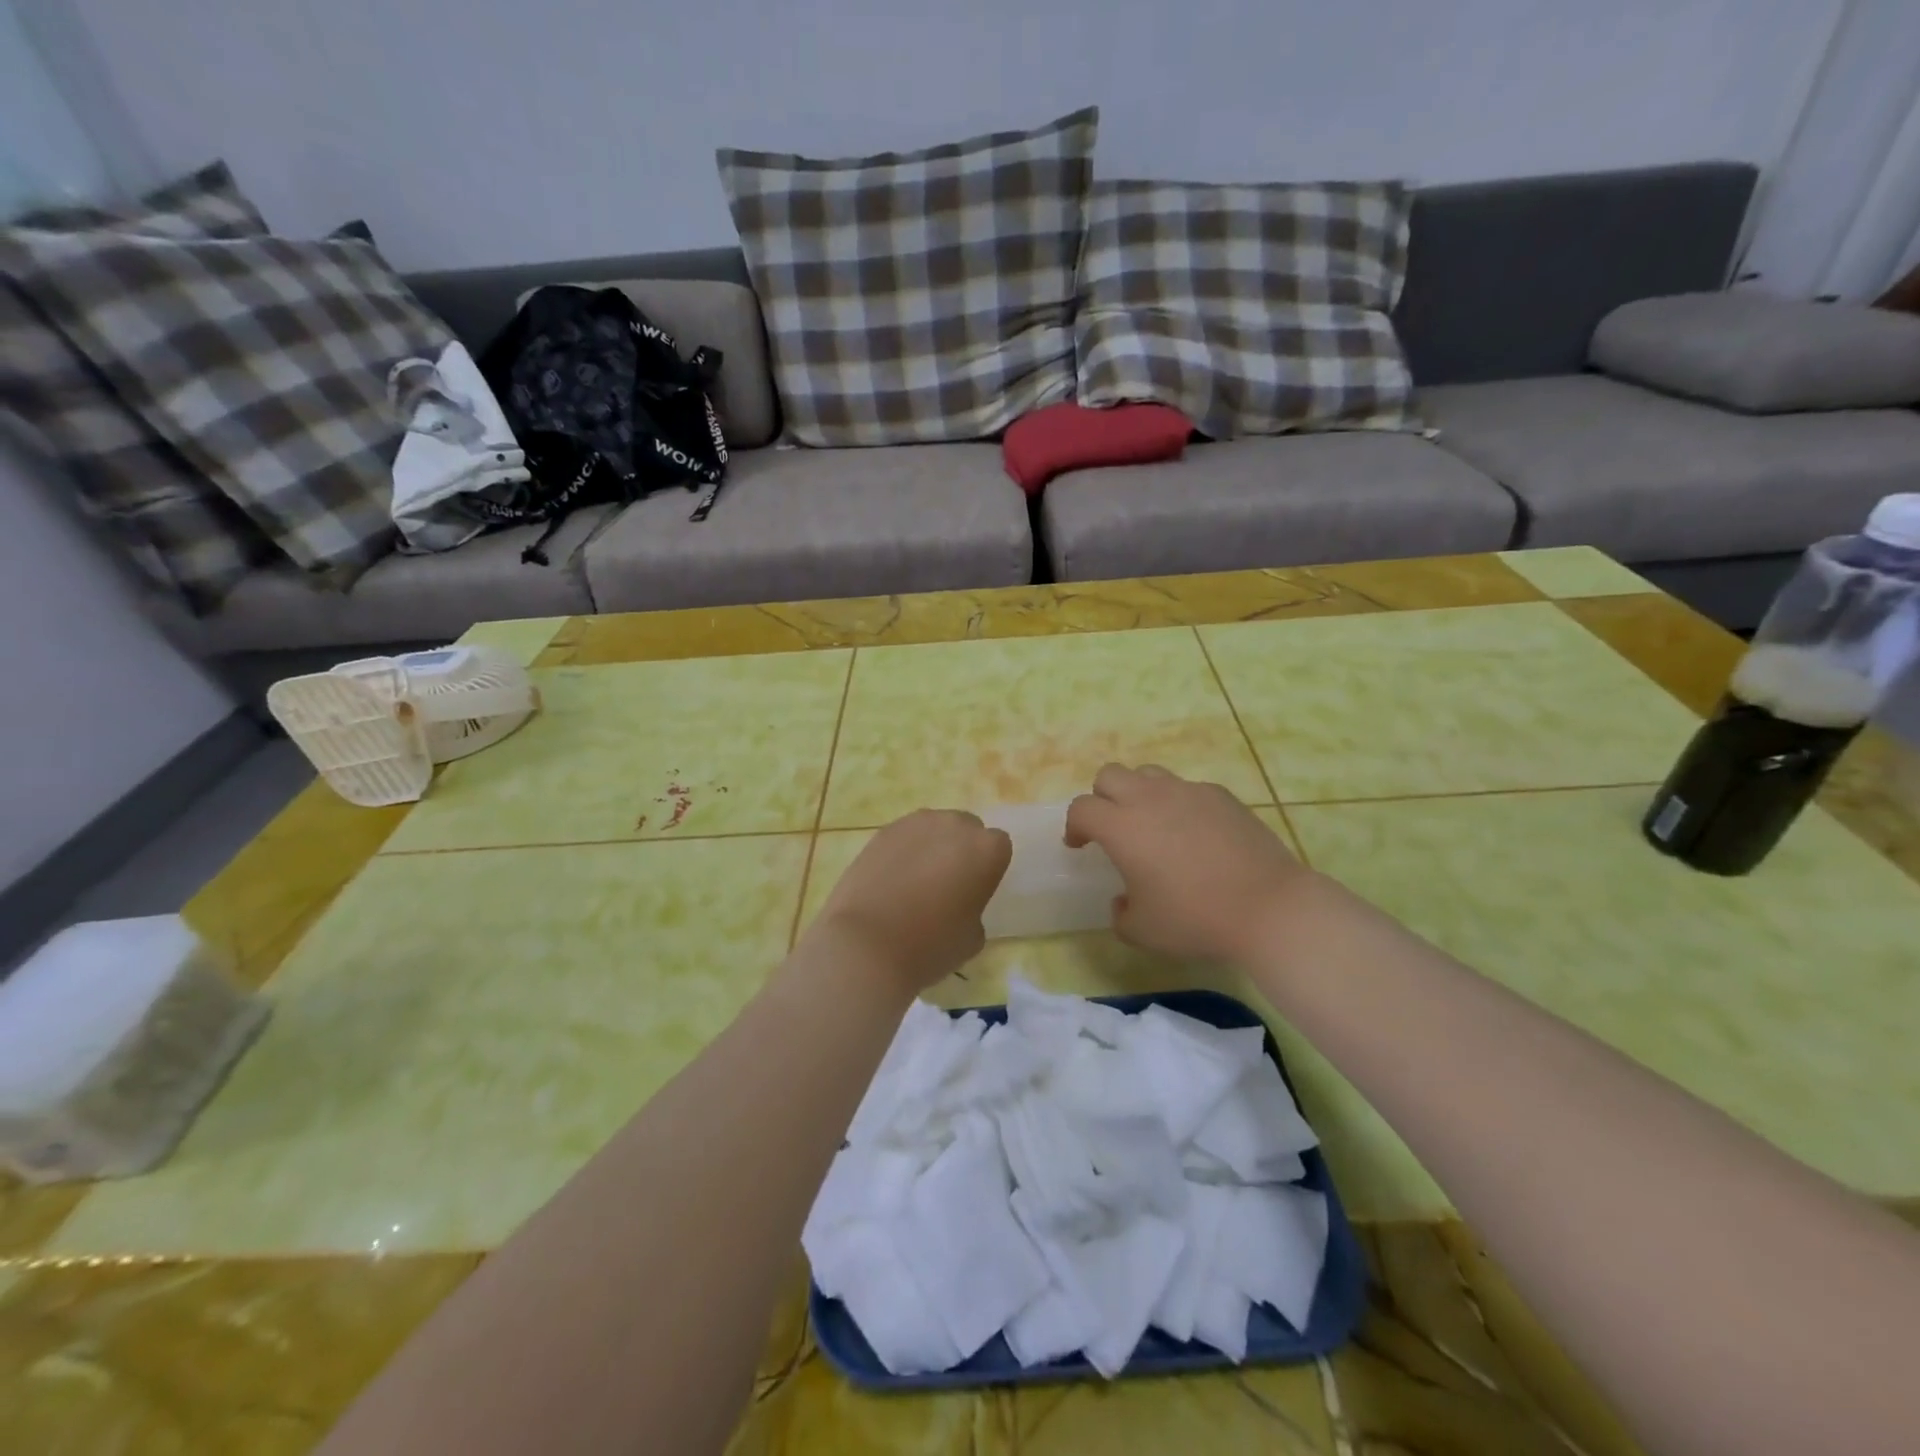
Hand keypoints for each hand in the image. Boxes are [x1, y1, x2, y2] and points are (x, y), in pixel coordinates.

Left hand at [812, 809, 1012, 991]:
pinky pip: (904, 837)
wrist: (866, 945)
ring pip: (934, 828)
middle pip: (966, 828)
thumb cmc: (930, 946)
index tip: (977, 890)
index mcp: (986, 849)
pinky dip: (903, 852)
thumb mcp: (973, 937)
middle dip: (962, 849)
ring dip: (932, 846)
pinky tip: (891, 881)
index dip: (989, 868)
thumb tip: (958, 901)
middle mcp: (954, 825)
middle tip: (948, 884)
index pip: (999, 846)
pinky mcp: (882, 831)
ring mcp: (914, 824)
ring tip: (915, 881)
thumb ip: (974, 906)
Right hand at [1065, 764, 1312, 962]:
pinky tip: (1195, 833)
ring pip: (1148, 773)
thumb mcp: (1143, 932)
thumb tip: (1123, 900)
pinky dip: (1179, 803)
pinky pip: (1187, 788)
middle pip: (1109, 774)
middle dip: (1102, 797)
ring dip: (1139, 793)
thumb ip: (1121, 914)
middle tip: (1112, 827)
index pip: (1082, 808)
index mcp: (1122, 827)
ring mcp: (1188, 792)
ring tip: (1152, 823)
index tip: (1079, 846)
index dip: (1074, 826)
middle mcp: (1149, 798)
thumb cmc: (1195, 919)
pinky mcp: (1221, 795)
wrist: (1267, 907)